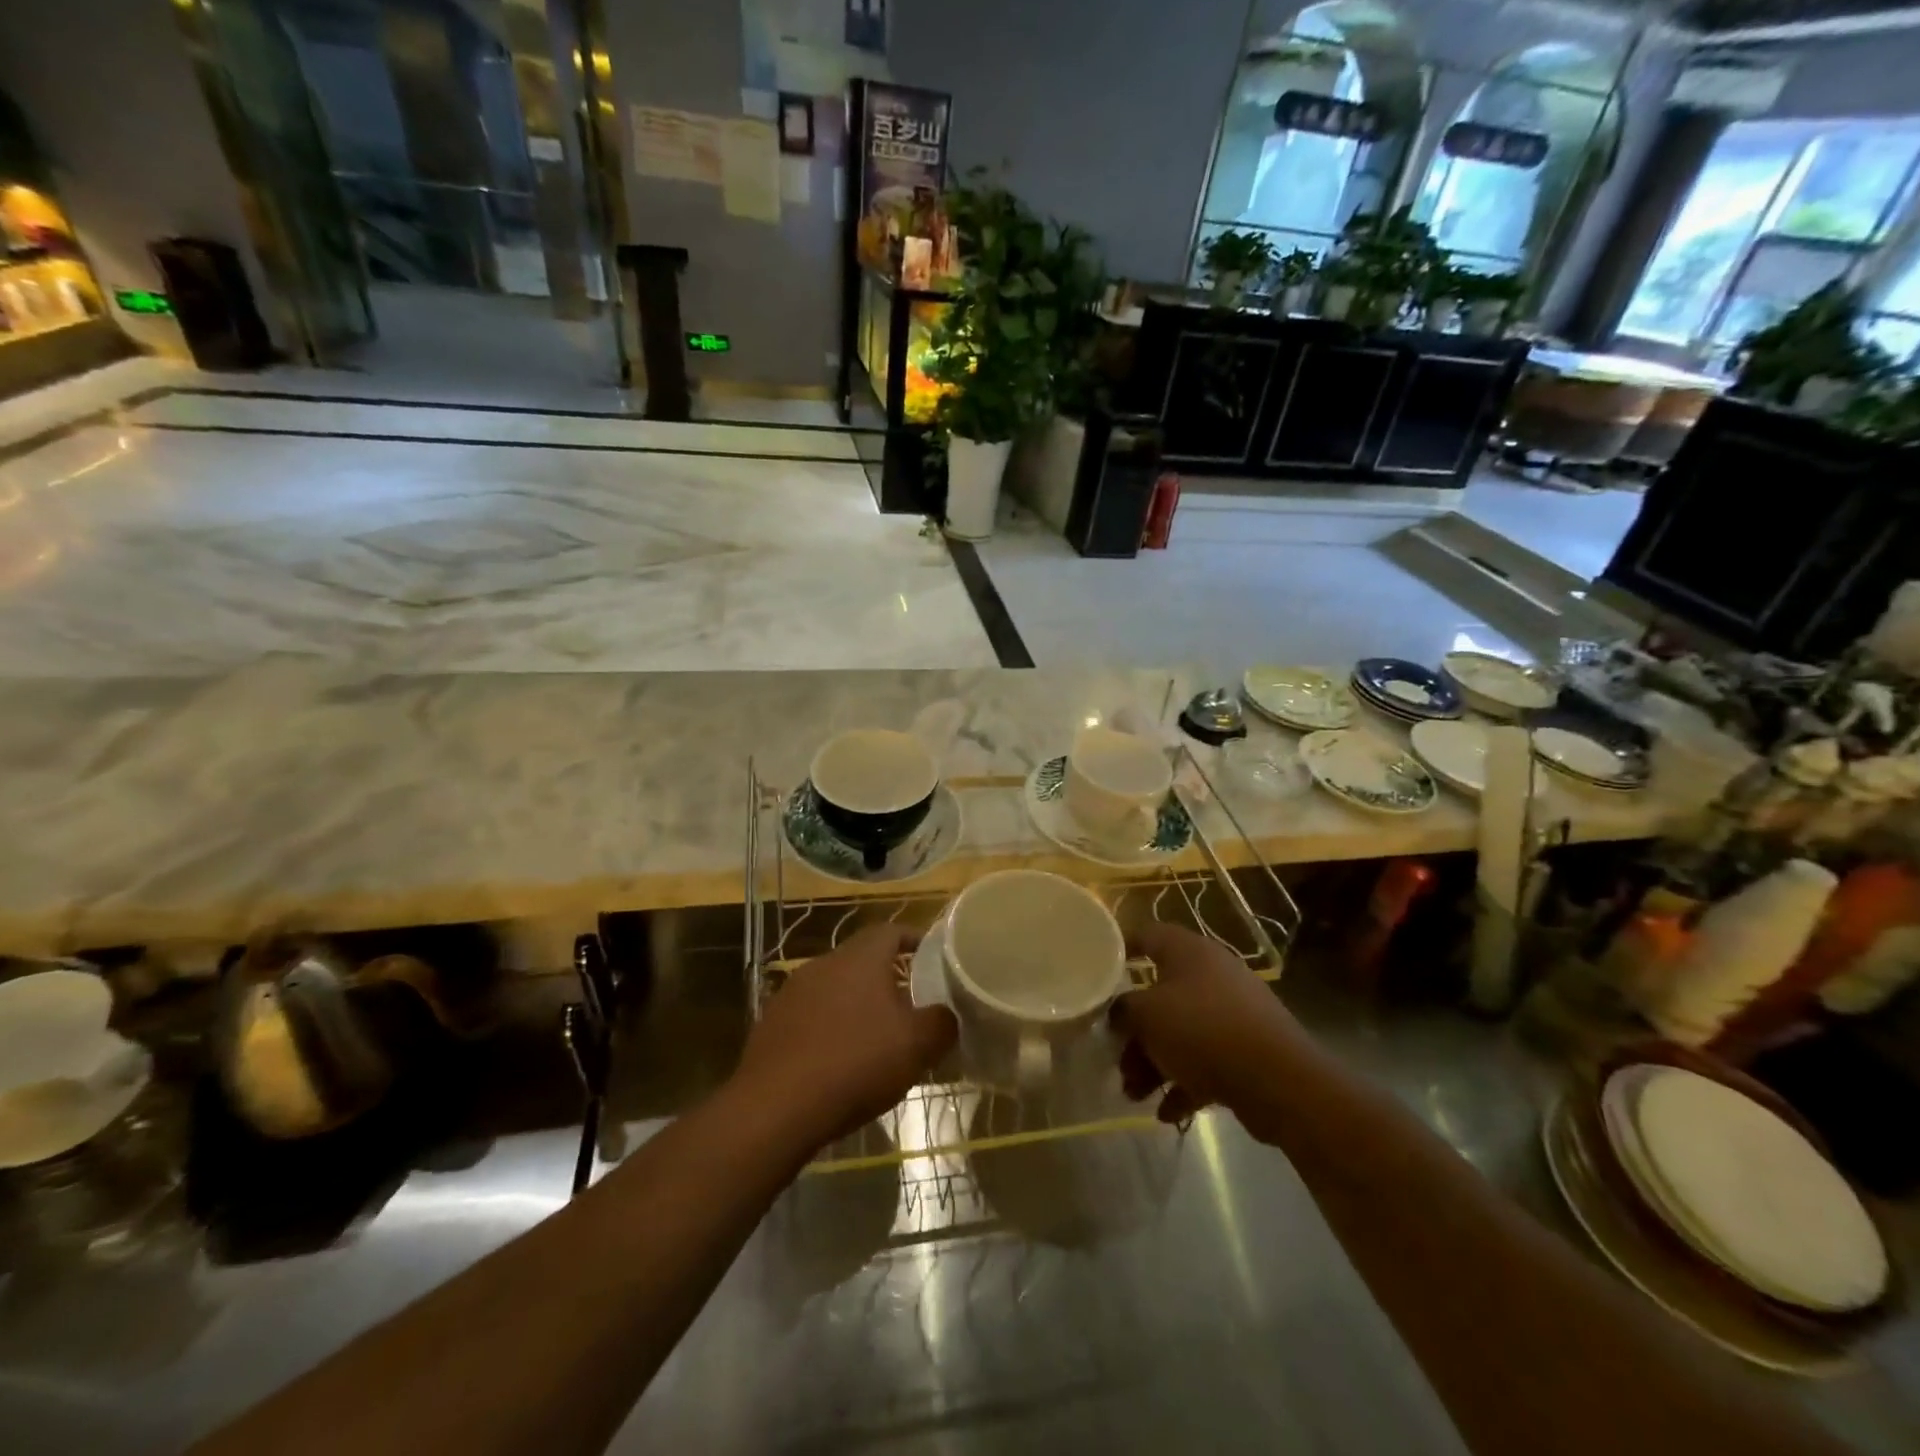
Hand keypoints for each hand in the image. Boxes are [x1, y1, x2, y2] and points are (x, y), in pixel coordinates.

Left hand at [733, 924, 955, 1148]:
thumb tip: (947, 1014)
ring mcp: (791, 993)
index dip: (914, 939)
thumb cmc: (855, 1063)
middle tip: (911, 1003)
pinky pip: (810, 1016)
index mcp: (859, 958)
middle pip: (862, 960)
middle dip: (887, 978)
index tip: (933, 956)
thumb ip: (941, 1022)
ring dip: (856, 1005)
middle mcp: (823, 964)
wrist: (775, 1108)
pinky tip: (839, 1061)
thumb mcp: (916, 1046)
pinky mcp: (771, 1024)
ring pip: (835, 988)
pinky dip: (829, 1029)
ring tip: (877, 1036)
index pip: (891, 930)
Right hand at [1113, 922, 1304, 1139]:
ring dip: (1154, 1062)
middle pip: (1160, 994)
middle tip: (1116, 1057)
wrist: (1278, 1081)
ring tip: (1135, 1095)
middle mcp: (1212, 974)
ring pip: (1181, 1032)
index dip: (1120, 948)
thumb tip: (1118, 1012)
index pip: (1147, 934)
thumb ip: (1123, 1009)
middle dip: (1135, 1031)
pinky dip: (1184, 1082)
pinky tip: (1166, 1112)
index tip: (1097, 968)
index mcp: (1188, 952)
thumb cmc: (1202, 1031)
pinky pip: (1205, 1060)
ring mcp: (1233, 1012)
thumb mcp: (1147, 1015)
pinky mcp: (1248, 1049)